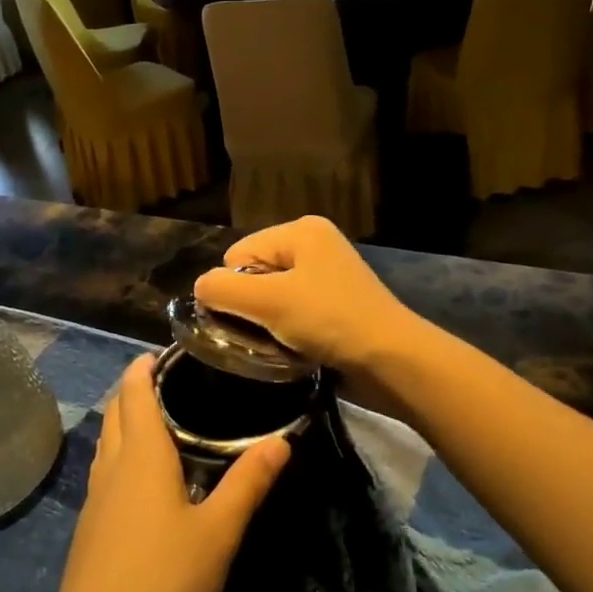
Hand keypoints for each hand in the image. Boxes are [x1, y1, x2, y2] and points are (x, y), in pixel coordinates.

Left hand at [47, 357, 291, 591]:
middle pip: (117, 410)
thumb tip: (282, 440)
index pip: (134, 390)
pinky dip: (121, 453)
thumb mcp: (219, 531)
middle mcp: (113, 464)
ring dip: (125, 420)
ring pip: (107, 440)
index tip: (163, 351)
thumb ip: (248, 483)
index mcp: (141, 454)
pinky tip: (142, 478)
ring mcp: (96, 496)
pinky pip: (105, 469)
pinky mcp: (90, 524)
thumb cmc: (164, 577)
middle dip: (134, 388)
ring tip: (158, 421)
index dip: (144, 366)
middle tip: (169, 381)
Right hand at [194, 216, 416, 378]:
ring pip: (271, 298)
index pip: (237, 254)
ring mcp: (327, 276)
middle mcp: (314, 245)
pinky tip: (296, 348)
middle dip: (252, 306)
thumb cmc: (329, 321)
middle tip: (268, 333)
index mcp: (300, 230)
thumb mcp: (268, 302)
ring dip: (268, 323)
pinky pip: (293, 313)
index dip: (236, 288)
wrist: (392, 361)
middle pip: (253, 274)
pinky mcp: (335, 305)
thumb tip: (200, 288)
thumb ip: (223, 290)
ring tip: (282, 344)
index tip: (257, 316)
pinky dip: (287, 331)